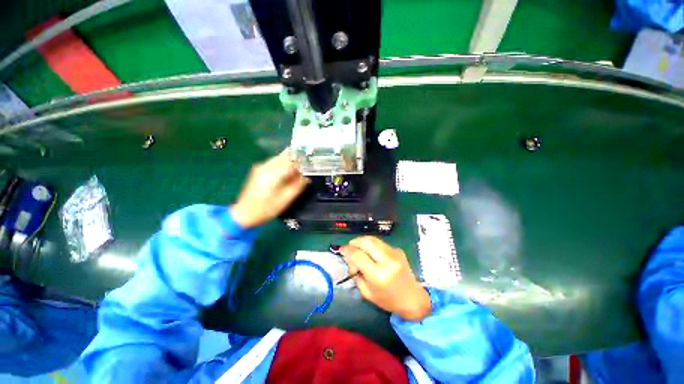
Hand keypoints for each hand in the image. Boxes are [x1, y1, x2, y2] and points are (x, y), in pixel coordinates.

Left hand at [231, 153, 308, 227]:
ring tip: (300, 172)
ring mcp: (261, 166)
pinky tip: (289, 173)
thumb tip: (308, 177)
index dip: (303, 163)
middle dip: (298, 161)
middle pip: (286, 157)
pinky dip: (284, 165)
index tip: (312, 167)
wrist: (244, 214)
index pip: (292, 161)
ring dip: (291, 162)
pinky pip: (275, 162)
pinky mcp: (259, 169)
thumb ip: (298, 186)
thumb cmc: (266, 209)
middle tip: (307, 169)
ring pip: (280, 158)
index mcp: (272, 173)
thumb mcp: (285, 200)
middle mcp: (265, 166)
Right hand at [341, 236, 430, 320]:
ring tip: (359, 249)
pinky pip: (380, 243)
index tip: (341, 250)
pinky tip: (371, 253)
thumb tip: (350, 258)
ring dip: (363, 241)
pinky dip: (372, 245)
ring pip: (373, 239)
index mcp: (378, 274)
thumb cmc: (387, 300)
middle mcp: (387, 260)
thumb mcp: (366, 292)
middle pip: (366, 241)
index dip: (347, 250)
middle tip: (350, 247)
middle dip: (355, 241)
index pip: (358, 255)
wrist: (412, 298)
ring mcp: (394, 253)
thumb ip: (356, 273)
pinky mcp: (398, 250)